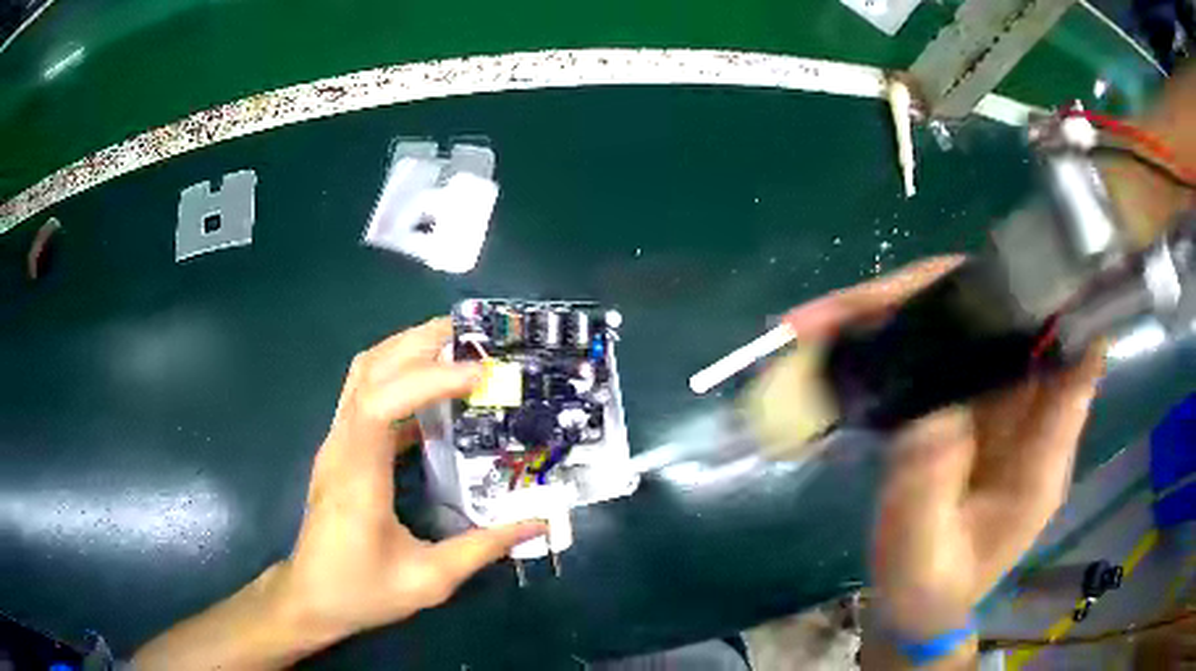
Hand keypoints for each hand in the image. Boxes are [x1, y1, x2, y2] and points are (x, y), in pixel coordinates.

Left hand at [277, 318, 546, 642]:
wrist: (310, 597)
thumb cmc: (361, 591)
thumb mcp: (428, 580)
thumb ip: (483, 548)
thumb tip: (537, 522)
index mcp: (358, 476)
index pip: (380, 402)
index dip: (427, 379)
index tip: (477, 375)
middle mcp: (341, 446)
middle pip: (369, 369)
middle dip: (420, 343)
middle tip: (474, 336)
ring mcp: (336, 443)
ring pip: (363, 374)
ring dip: (407, 352)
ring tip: (456, 350)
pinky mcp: (341, 449)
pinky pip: (366, 395)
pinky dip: (400, 378)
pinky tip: (434, 395)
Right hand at [784, 258, 1103, 663]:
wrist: (919, 605)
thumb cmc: (928, 590)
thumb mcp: (926, 559)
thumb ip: (930, 494)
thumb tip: (928, 410)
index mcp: (1041, 456)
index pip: (1074, 362)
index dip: (1056, 308)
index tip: (1010, 271)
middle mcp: (1027, 413)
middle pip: (1005, 320)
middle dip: (939, 296)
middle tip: (857, 306)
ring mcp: (993, 401)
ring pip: (965, 323)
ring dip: (901, 308)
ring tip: (823, 320)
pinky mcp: (963, 401)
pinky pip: (937, 347)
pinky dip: (891, 332)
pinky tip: (841, 338)